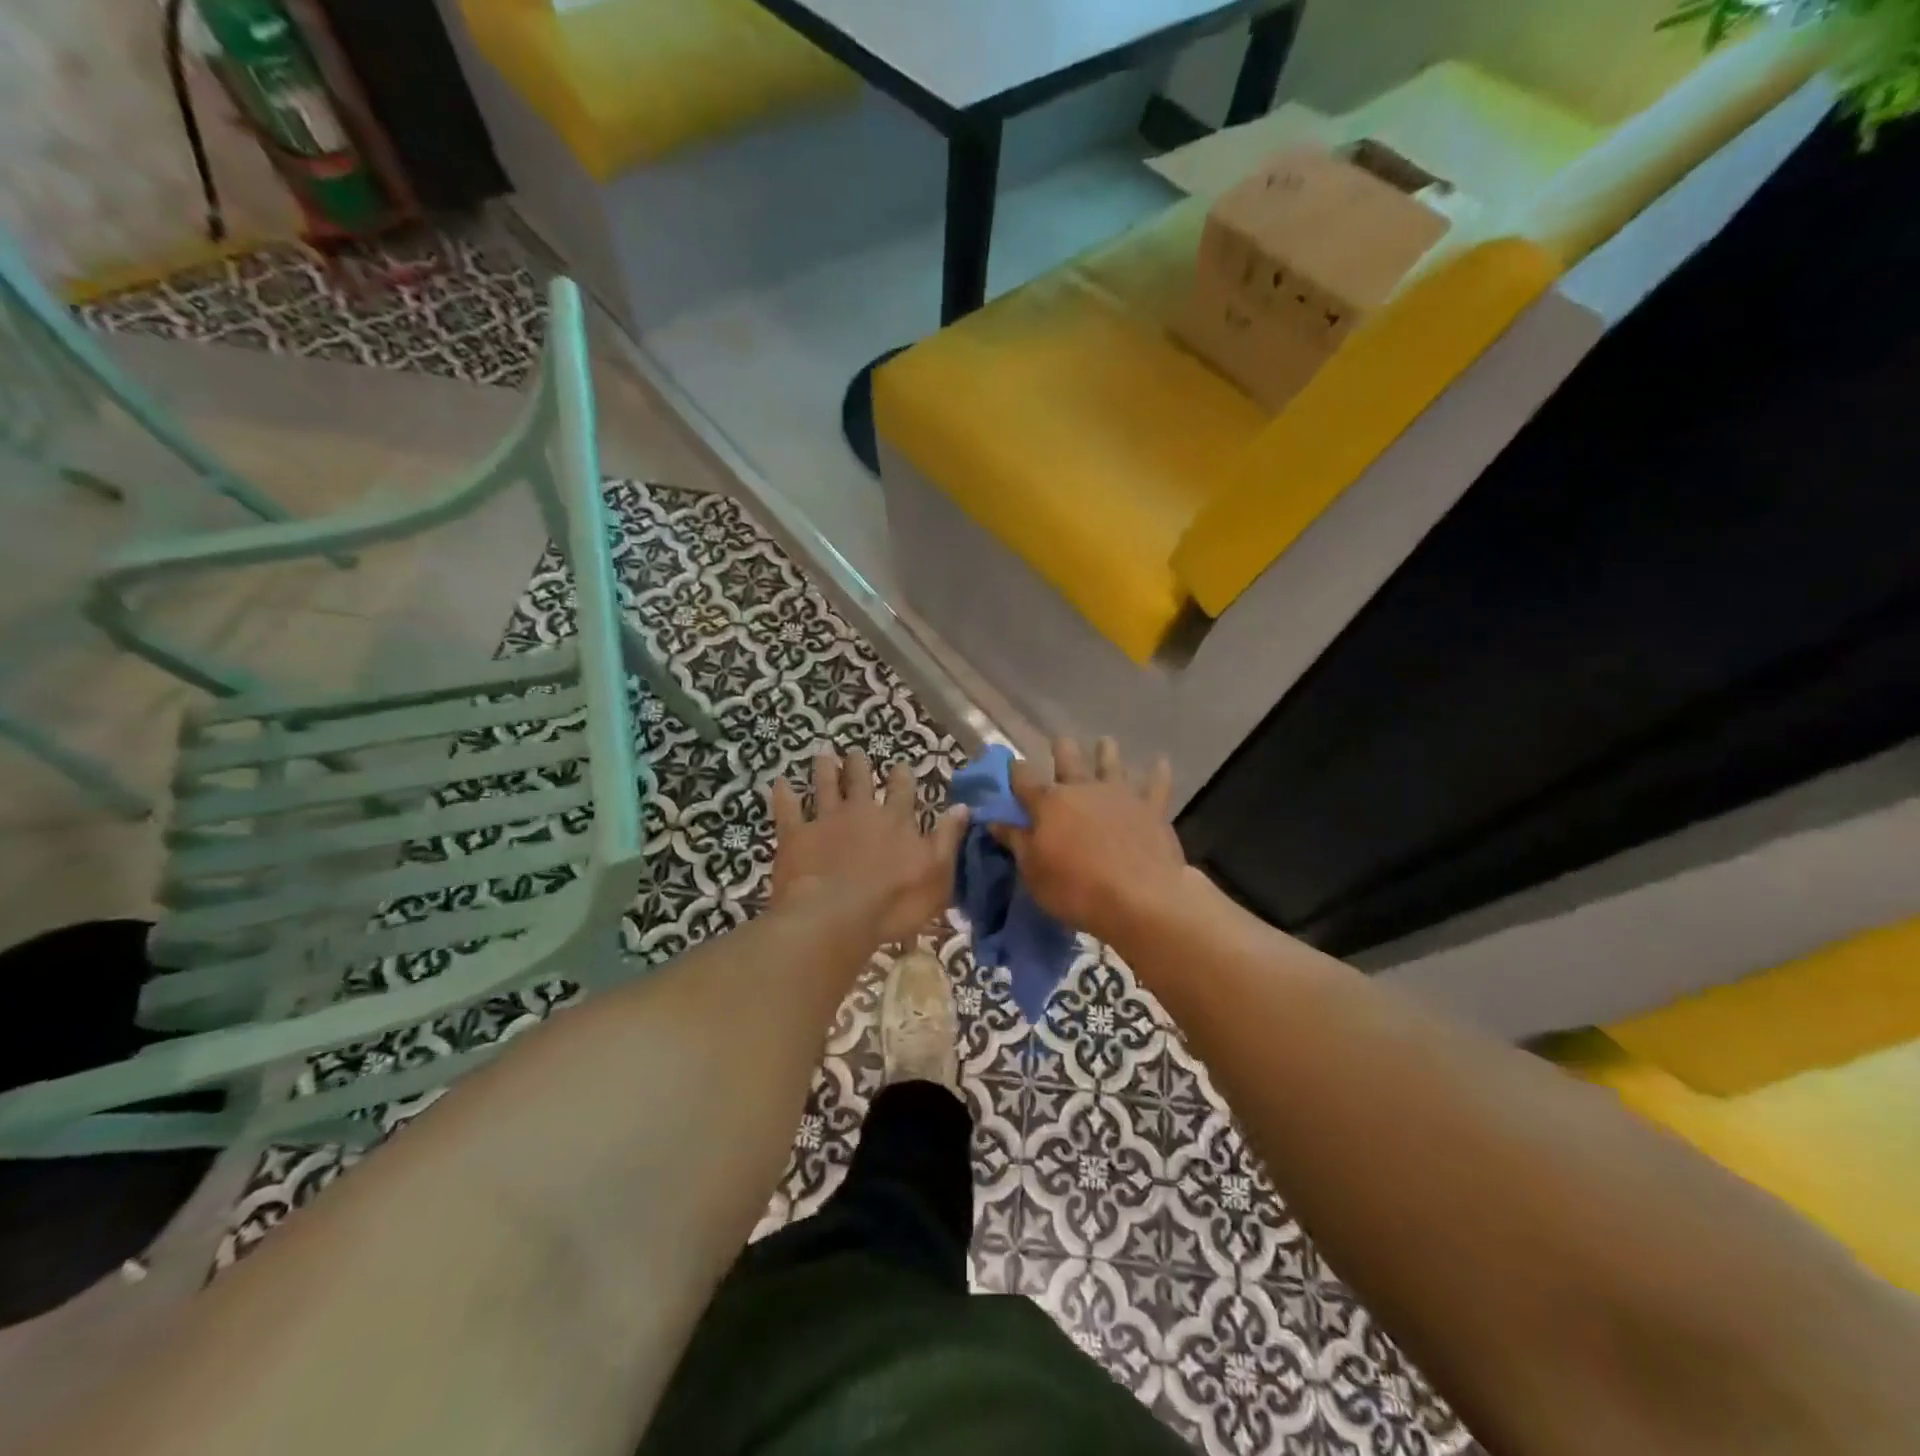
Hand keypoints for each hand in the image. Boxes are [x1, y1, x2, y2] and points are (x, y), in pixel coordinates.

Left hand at [770, 748, 969, 947]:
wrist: (835, 916)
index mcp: (896, 821)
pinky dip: (783, 795)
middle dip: (859, 766)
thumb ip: (947, 838)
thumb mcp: (936, 874)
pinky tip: (779, 782)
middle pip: (861, 781)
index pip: (903, 790)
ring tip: (823, 754)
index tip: (901, 764)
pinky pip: (787, 809)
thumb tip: (962, 806)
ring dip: (825, 770)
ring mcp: (826, 821)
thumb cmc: (894, 903)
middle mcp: (862, 812)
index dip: (902, 777)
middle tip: (855, 753)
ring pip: (825, 787)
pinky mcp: (796, 836)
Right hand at [992, 737, 1189, 945]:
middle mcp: (1083, 789)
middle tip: (1060, 741)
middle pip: (1068, 760)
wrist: (1141, 897)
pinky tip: (1160, 762)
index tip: (1011, 764)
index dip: (1015, 770)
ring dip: (1106, 751)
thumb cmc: (1076, 888)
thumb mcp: (1033, 871)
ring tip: (1105, 741)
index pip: (1024, 779)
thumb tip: (994, 820)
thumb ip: (1016, 841)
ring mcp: (1119, 795)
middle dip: (1061, 749)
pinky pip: (1156, 785)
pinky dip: (1158, 772)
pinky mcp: (1151, 808)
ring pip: (1111, 763)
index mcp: (1049, 803)